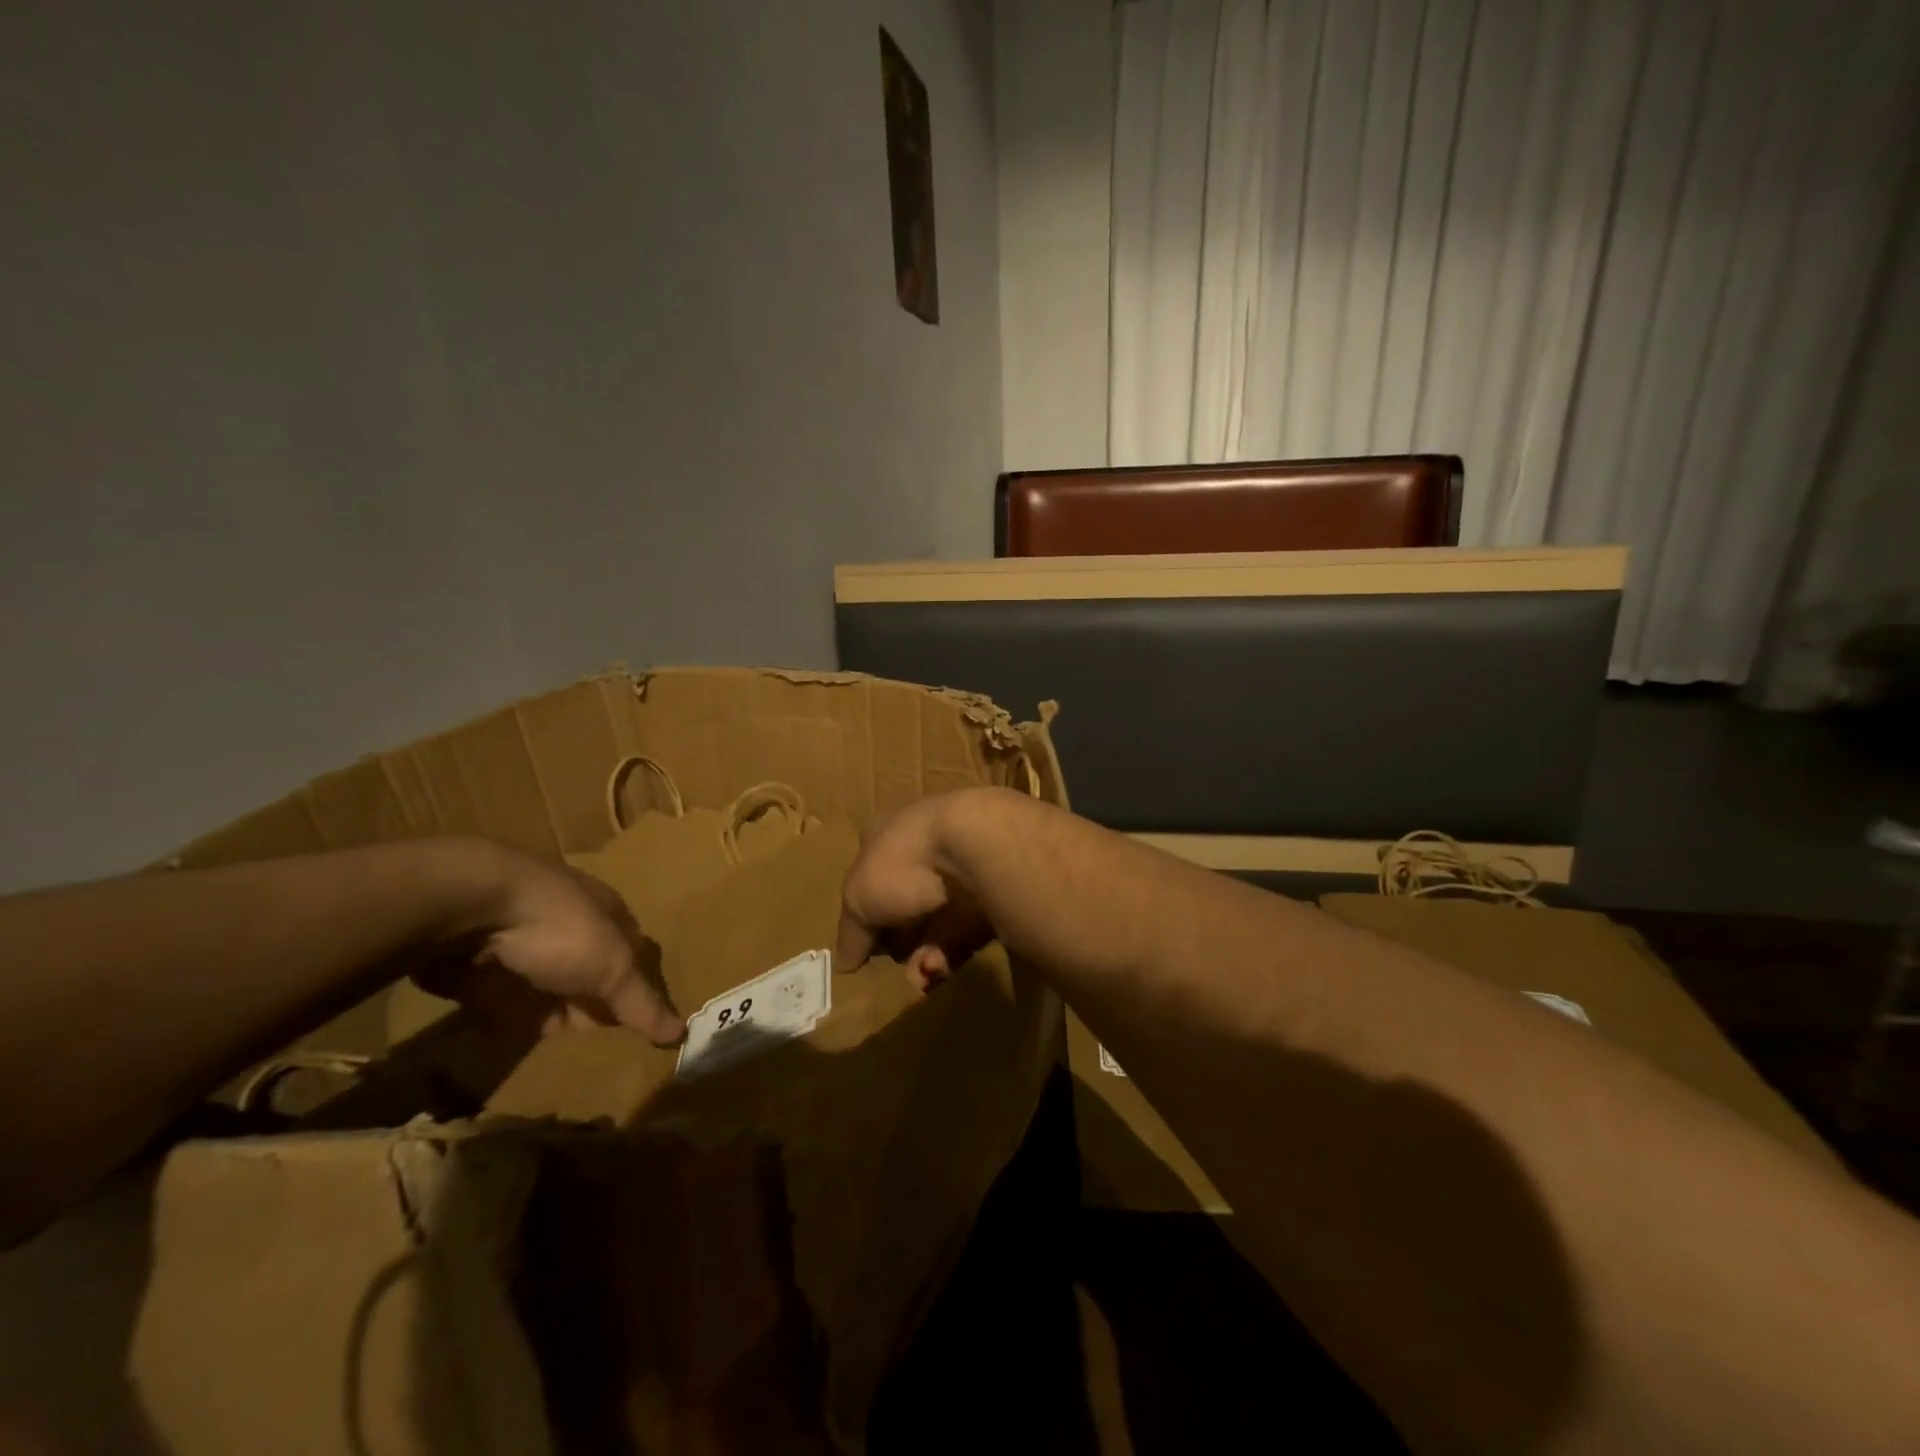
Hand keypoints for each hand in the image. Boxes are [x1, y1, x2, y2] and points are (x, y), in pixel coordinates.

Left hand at [416, 843, 684, 1044]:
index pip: (631, 951)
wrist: (470, 907)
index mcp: (606, 912)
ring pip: (544, 983)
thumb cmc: (560, 929)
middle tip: (594, 1046)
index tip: (634, 1026)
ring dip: (547, 1010)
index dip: (634, 986)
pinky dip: (505, 1015)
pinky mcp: (476, 963)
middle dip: (590, 1003)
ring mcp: (520, 941)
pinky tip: (508, 1036)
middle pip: (587, 970)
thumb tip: (682, 1034)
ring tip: (553, 1050)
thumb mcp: (612, 968)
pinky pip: (499, 995)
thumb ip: (642, 1004)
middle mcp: (567, 923)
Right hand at [836, 791, 996, 989]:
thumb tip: (843, 963)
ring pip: (937, 919)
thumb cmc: (902, 862)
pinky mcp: (989, 891)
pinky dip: (951, 952)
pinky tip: (939, 969)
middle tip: (895, 966)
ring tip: (920, 976)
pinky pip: (965, 929)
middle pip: (905, 899)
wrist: (975, 845)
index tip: (864, 942)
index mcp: (887, 834)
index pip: (870, 871)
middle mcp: (924, 846)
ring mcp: (960, 866)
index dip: (865, 908)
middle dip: (899, 939)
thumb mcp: (859, 899)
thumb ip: (852, 932)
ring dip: (925, 954)